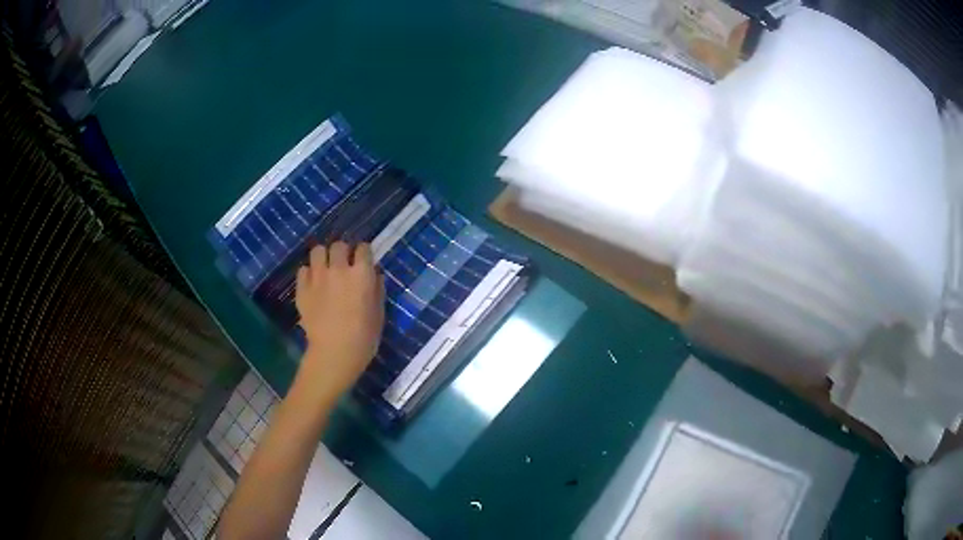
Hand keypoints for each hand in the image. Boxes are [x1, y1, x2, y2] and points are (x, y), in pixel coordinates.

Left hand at [295, 242, 383, 395]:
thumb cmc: (364, 338)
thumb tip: (375, 275)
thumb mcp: (379, 314)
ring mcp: (318, 277)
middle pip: (339, 245)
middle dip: (343, 252)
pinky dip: (309, 274)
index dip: (364, 254)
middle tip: (344, 265)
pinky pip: (303, 269)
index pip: (363, 248)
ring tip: (325, 269)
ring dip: (323, 257)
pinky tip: (313, 284)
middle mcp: (339, 269)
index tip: (363, 262)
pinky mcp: (302, 288)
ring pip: (318, 251)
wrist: (334, 354)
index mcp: (362, 274)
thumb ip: (377, 290)